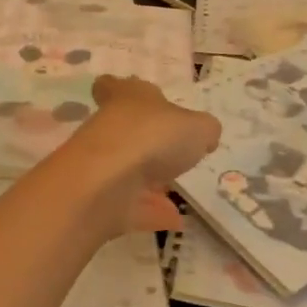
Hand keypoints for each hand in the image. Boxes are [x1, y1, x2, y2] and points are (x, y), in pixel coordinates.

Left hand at [57, 76, 220, 235]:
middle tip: (172, 152)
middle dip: (148, 143)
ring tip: (177, 192)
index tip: (132, 100)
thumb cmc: (153, 137)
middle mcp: (110, 128)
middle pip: (125, 131)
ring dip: (150, 182)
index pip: (113, 86)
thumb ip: (204, 130)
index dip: (120, 89)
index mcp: (127, 99)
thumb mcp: (198, 127)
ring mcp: (103, 166)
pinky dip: (151, 212)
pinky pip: (132, 206)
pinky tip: (176, 220)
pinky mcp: (102, 201)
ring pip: (128, 170)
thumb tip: (204, 136)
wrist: (106, 184)